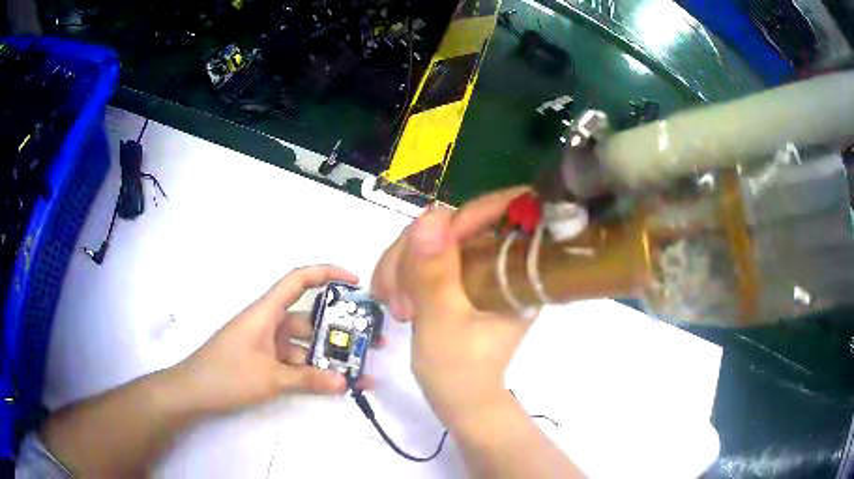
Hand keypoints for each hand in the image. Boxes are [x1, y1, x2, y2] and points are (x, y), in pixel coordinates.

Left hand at [168, 265, 360, 415]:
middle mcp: (269, 323)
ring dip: (328, 357)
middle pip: (309, 318)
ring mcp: (267, 344)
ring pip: (304, 344)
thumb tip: (345, 382)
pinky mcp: (265, 361)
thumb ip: (308, 379)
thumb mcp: (269, 378)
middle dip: (339, 330)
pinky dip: (312, 371)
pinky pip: (295, 361)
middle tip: (371, 343)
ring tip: (360, 373)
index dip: (327, 274)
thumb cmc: (226, 375)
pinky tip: (333, 384)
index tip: (356, 282)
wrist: (192, 392)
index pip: (298, 280)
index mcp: (266, 312)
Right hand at [372, 187, 533, 430]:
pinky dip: (400, 273)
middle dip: (414, 255)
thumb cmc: (460, 373)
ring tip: (394, 308)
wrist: (459, 400)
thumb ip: (435, 273)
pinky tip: (392, 299)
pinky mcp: (457, 276)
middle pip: (453, 224)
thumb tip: (429, 216)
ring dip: (401, 267)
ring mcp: (477, 266)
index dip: (458, 220)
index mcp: (517, 269)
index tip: (419, 250)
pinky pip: (422, 256)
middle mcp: (501, 260)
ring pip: (431, 238)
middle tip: (397, 299)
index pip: (497, 214)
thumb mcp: (444, 323)